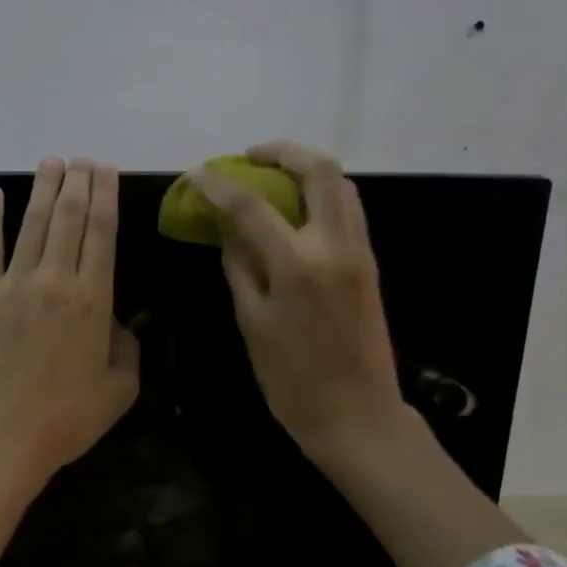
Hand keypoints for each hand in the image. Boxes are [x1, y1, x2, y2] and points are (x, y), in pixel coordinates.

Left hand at [0, 157, 140, 488]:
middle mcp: (55, 281)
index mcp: (93, 300)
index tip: (106, 168)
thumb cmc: (66, 420)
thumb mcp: (119, 390)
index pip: (102, 232)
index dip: (105, 195)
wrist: (0, 439)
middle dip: (78, 182)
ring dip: (43, 189)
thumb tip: (120, 322)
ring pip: (33, 224)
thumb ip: (127, 349)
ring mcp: (14, 285)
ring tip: (51, 160)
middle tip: (83, 157)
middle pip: (69, 218)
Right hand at [187, 140, 405, 465]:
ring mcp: (358, 251)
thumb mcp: (252, 323)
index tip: (197, 175)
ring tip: (274, 174)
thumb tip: (227, 229)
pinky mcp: (369, 263)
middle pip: (318, 170)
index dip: (219, 186)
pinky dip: (323, 192)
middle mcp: (334, 245)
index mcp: (296, 265)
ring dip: (307, 167)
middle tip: (250, 157)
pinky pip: (349, 208)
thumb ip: (239, 267)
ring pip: (341, 184)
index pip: (251, 206)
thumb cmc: (292, 379)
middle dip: (281, 152)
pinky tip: (298, 206)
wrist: (357, 414)